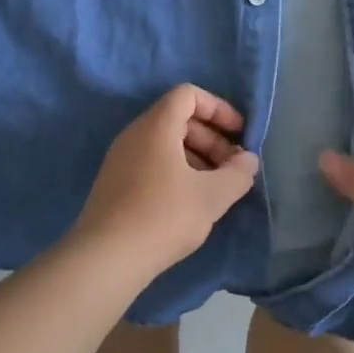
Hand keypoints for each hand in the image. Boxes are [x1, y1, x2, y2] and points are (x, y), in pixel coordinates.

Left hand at [71, 85, 259, 281]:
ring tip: (215, 188)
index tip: (239, 134)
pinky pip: (151, 161)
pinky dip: (176, 170)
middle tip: (232, 168)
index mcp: (156, 126)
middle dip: (211, 137)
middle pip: (178, 118)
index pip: (188, 94)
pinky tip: (189, 202)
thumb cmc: (163, 216)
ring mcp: (120, 158)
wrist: (105, 258)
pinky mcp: (114, 183)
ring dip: (196, 156)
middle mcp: (134, 134)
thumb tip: (248, 160)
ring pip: (165, 142)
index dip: (218, 108)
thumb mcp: (211, 196)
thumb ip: (237, 174)